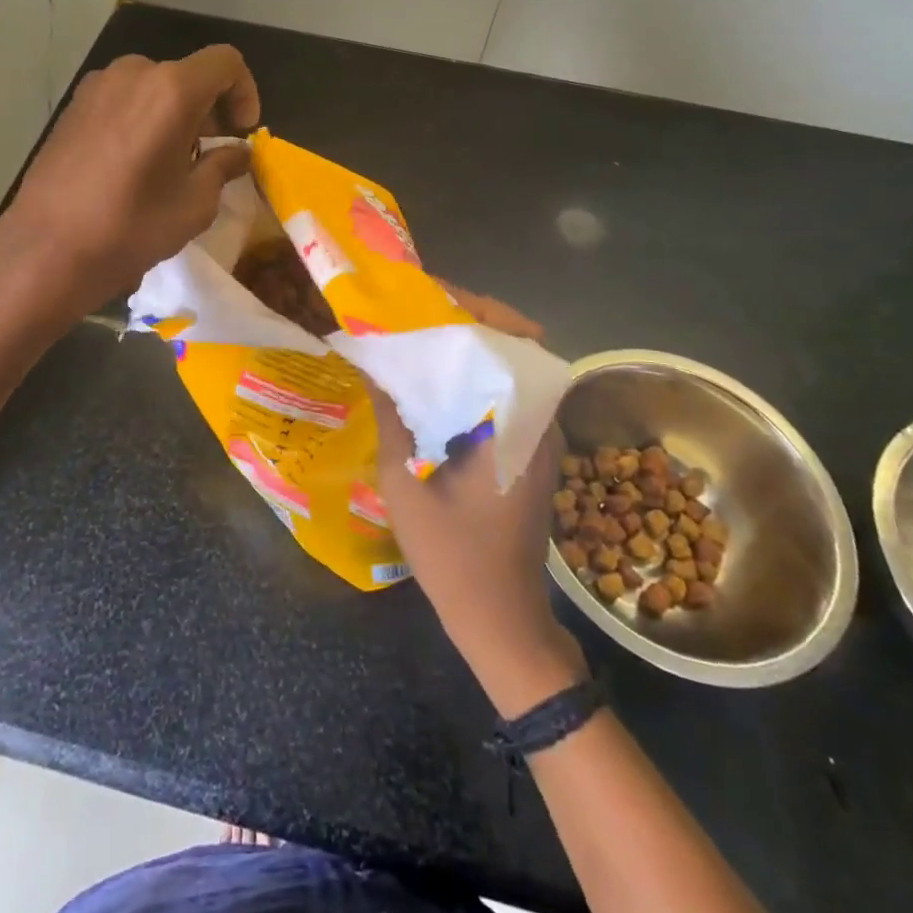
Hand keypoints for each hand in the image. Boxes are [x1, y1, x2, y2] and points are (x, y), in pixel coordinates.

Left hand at [0, 46, 261, 322]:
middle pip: (188, 74)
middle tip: (212, 152)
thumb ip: (223, 166)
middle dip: (210, 108)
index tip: (240, 133)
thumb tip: (237, 153)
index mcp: (171, 90)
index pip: (226, 63)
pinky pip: (124, 100)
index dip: (245, 92)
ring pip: (153, 86)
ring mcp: (96, 87)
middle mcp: (133, 74)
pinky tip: (136, 163)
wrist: (46, 249)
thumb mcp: (194, 203)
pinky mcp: (73, 107)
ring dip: (176, 114)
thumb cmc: (131, 226)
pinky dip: (144, 118)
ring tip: (173, 162)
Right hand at [372, 287, 582, 715]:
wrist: (501, 620)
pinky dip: (472, 379)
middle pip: (510, 345)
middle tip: (413, 311)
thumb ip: (391, 413)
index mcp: (518, 420)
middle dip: (464, 320)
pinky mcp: (530, 451)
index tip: (426, 293)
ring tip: (417, 338)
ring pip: (508, 369)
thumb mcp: (404, 480)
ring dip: (468, 348)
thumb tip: (372, 360)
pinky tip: (432, 385)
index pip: (506, 336)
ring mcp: (539, 436)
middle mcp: (540, 418)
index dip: (470, 305)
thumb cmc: (452, 554)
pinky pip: (504, 395)